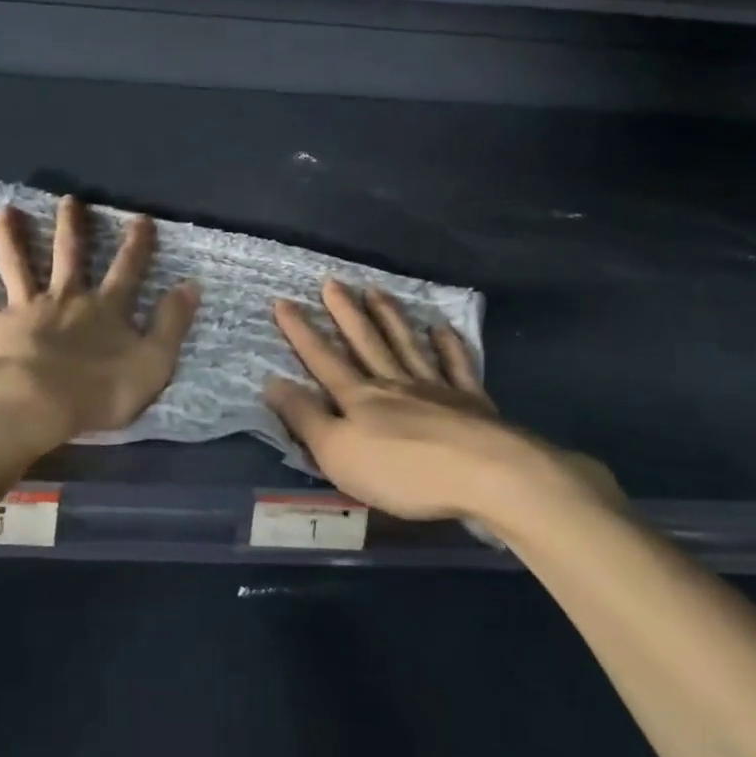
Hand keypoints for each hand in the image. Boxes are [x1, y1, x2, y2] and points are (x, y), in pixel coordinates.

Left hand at [0, 196, 198, 442]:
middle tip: (69, 199)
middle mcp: (65, 298)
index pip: (127, 269)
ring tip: (5, 210)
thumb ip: (172, 324)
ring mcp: (25, 308)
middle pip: (69, 255)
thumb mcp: (153, 363)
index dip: (137, 244)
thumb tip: (191, 285)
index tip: (141, 218)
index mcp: (104, 308)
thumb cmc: (98, 391)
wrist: (37, 406)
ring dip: (11, 236)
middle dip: (72, 226)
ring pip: (17, 264)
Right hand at [265, 280, 621, 523]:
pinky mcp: (470, 401)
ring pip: (406, 344)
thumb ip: (305, 418)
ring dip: (389, 317)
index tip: (283, 302)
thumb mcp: (337, 452)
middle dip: (345, 313)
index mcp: (359, 397)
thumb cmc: (401, 470)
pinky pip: (456, 365)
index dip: (301, 332)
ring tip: (376, 291)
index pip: (323, 359)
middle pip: (365, 342)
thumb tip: (272, 382)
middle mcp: (394, 382)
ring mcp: (435, 388)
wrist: (483, 474)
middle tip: (332, 282)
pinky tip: (442, 328)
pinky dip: (448, 345)